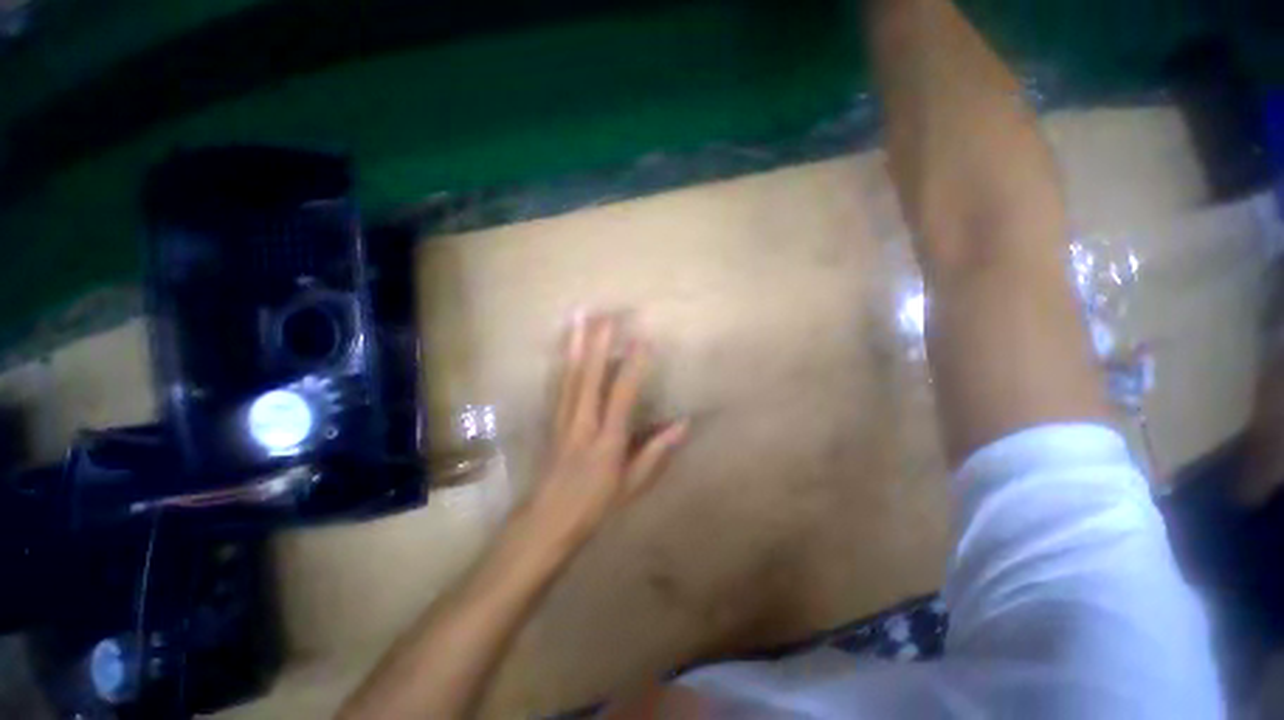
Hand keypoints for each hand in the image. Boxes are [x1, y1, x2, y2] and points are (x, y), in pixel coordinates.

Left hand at [524, 312, 687, 546]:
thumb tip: (684, 424)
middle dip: (597, 343)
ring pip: (569, 375)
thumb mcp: (633, 484)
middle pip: (588, 377)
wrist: (548, 518)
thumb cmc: (596, 503)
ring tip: (578, 316)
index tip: (643, 340)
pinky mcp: (552, 419)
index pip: (621, 395)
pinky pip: (558, 384)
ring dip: (574, 344)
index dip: (633, 367)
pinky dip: (561, 360)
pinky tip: (563, 345)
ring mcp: (563, 418)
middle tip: (605, 314)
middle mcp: (583, 422)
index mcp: (606, 440)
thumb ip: (657, 452)